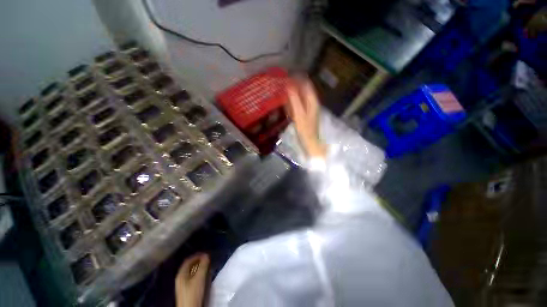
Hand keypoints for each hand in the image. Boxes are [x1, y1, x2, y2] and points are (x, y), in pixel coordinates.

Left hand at [175, 253, 209, 306]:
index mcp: (181, 274)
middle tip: (207, 259)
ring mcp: (182, 284)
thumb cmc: (193, 292)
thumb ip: (203, 266)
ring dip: (198, 267)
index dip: (197, 255)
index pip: (188, 260)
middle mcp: (180, 278)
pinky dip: (197, 273)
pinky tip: (203, 275)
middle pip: (189, 266)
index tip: (205, 254)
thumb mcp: (199, 278)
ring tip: (206, 266)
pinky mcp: (186, 290)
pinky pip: (191, 277)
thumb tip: (206, 255)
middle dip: (198, 261)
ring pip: (191, 272)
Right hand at [285, 78, 325, 157]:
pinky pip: (298, 105)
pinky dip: (292, 103)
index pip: (306, 84)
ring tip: (282, 91)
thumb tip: (289, 86)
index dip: (297, 79)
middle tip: (282, 84)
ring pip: (300, 97)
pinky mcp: (305, 115)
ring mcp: (308, 109)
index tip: (287, 76)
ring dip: (292, 94)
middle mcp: (311, 103)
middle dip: (293, 86)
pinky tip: (287, 104)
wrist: (310, 143)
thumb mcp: (299, 115)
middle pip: (303, 90)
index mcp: (312, 101)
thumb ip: (295, 100)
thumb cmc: (305, 130)